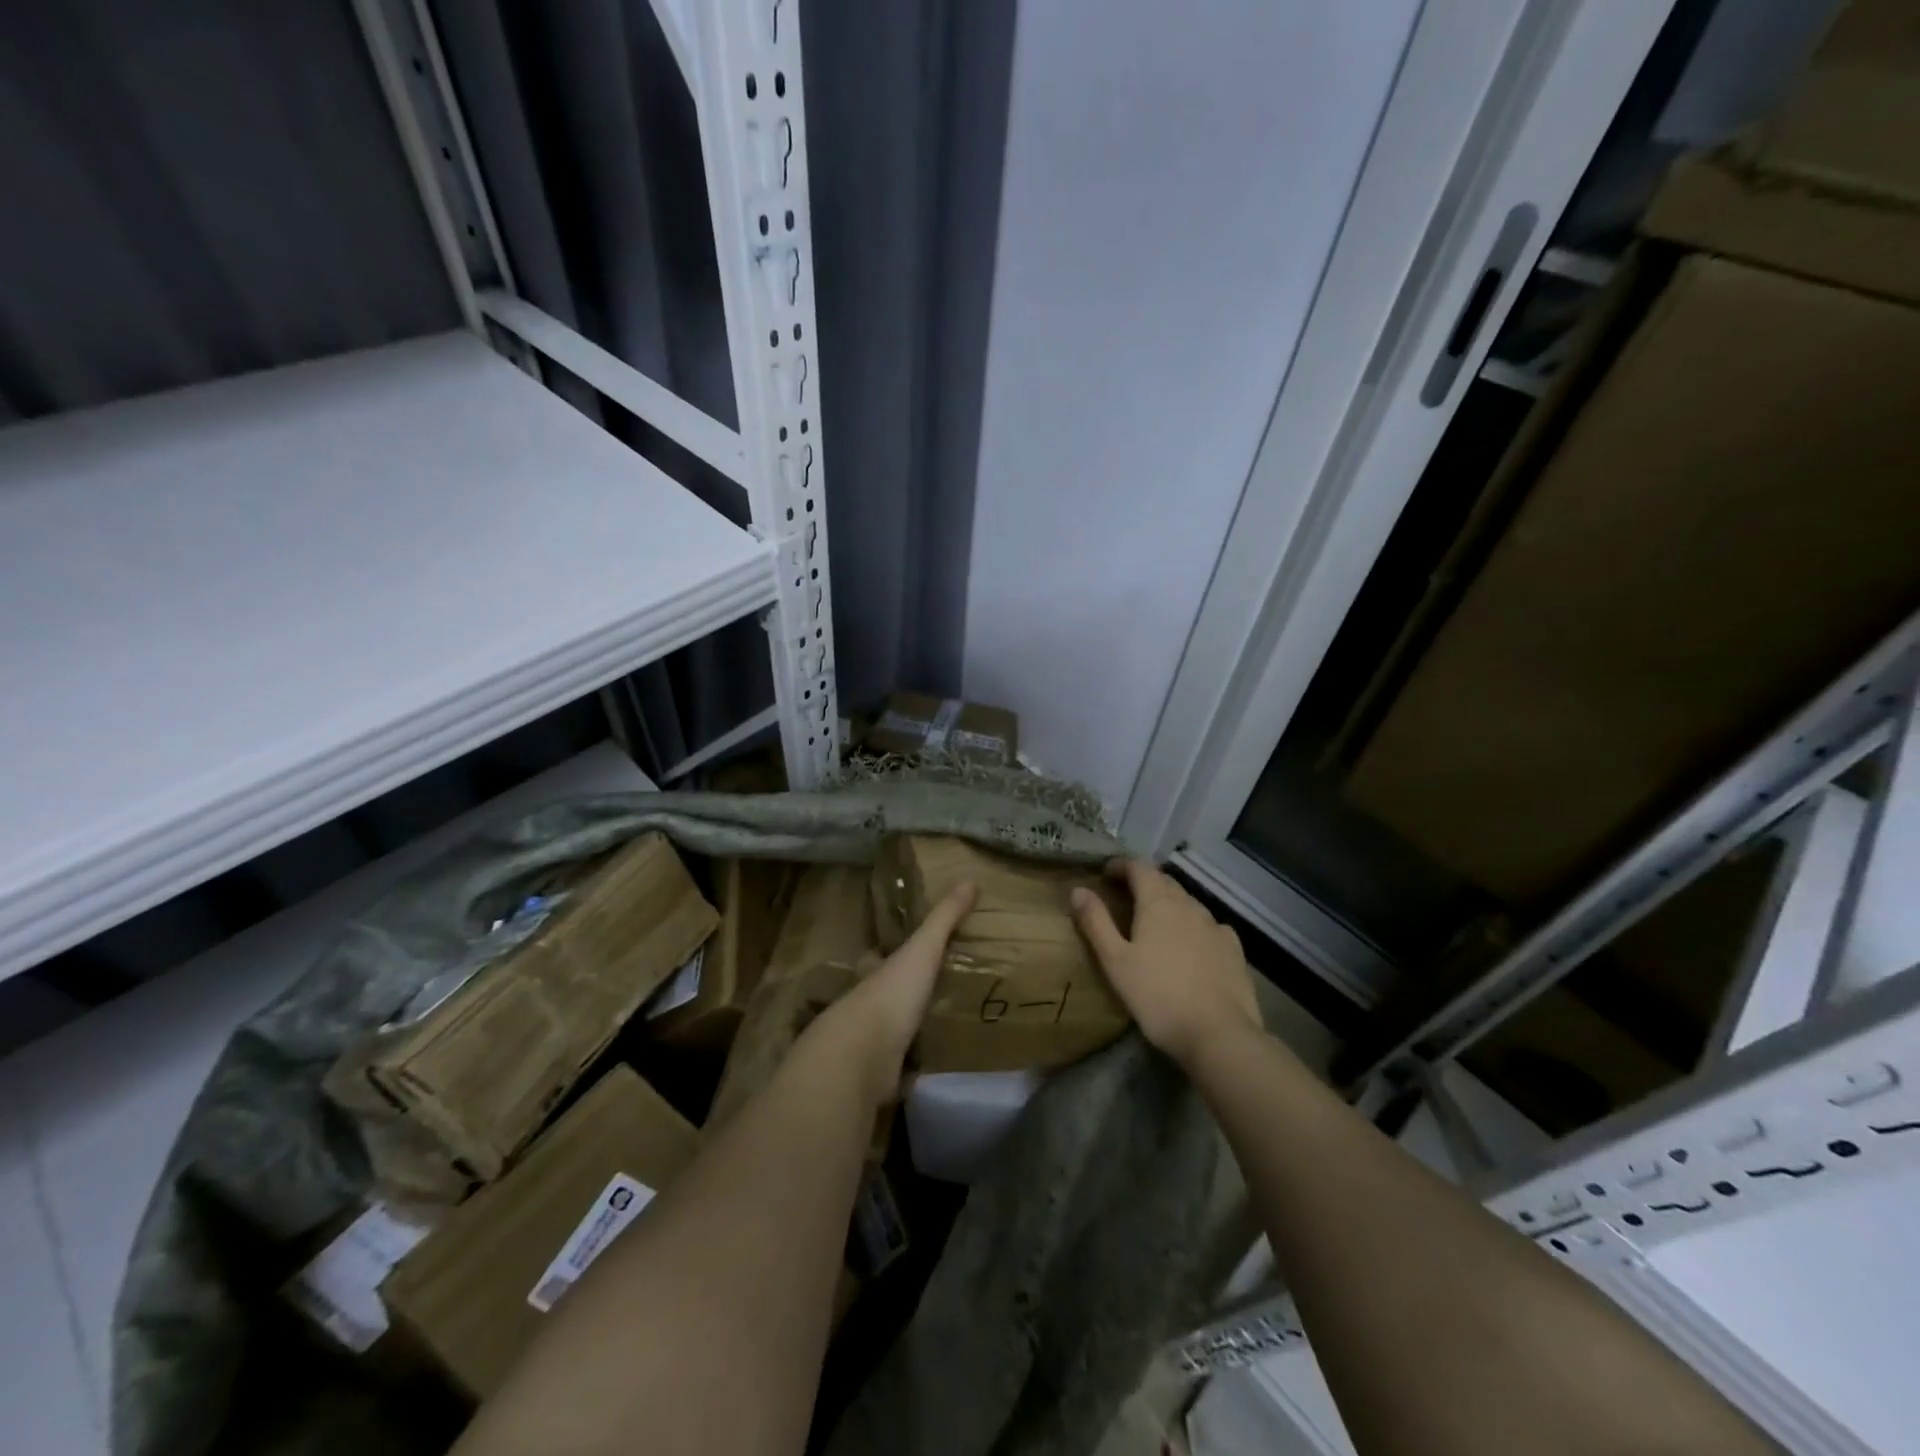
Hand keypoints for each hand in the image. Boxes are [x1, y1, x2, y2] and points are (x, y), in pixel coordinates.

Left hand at [816, 881, 976, 1100]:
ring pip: (887, 1034)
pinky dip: (909, 1071)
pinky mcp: (877, 1079)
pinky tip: (929, 1071)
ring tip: (935, 1030)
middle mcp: (865, 1006)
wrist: (862, 1058)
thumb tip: (970, 879)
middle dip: (897, 996)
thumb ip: (944, 918)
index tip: (900, 953)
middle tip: (926, 994)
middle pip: (881, 997)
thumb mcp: (922, 949)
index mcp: (874, 975)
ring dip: (903, 1032)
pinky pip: (897, 1071)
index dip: (884, 956)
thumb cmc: (891, 995)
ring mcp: (868, 1045)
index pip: (877, 960)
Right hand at [1072, 859, 1259, 1067]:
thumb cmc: (1158, 996)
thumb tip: (1078, 890)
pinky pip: (1210, 925)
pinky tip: (1193, 943)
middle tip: (1126, 895)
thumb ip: (1096, 923)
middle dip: (1144, 881)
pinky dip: (1194, 925)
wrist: (1219, 1034)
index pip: (1140, 868)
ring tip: (1156, 920)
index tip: (1106, 872)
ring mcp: (1215, 927)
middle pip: (1165, 881)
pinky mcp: (1234, 949)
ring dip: (1170, 902)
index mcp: (1158, 904)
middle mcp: (1189, 906)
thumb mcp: (1116, 961)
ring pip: (1188, 902)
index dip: (1122, 865)